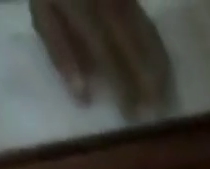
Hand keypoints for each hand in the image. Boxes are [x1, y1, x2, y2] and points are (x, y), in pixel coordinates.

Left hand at [30, 0, 173, 117]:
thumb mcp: (43, 14)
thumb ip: (60, 54)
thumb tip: (83, 97)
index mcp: (82, 6)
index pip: (107, 53)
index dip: (122, 86)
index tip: (133, 116)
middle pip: (133, 41)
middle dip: (147, 78)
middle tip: (158, 112)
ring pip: (145, 30)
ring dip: (158, 65)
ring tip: (166, 96)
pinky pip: (146, 22)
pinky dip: (157, 47)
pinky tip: (164, 70)